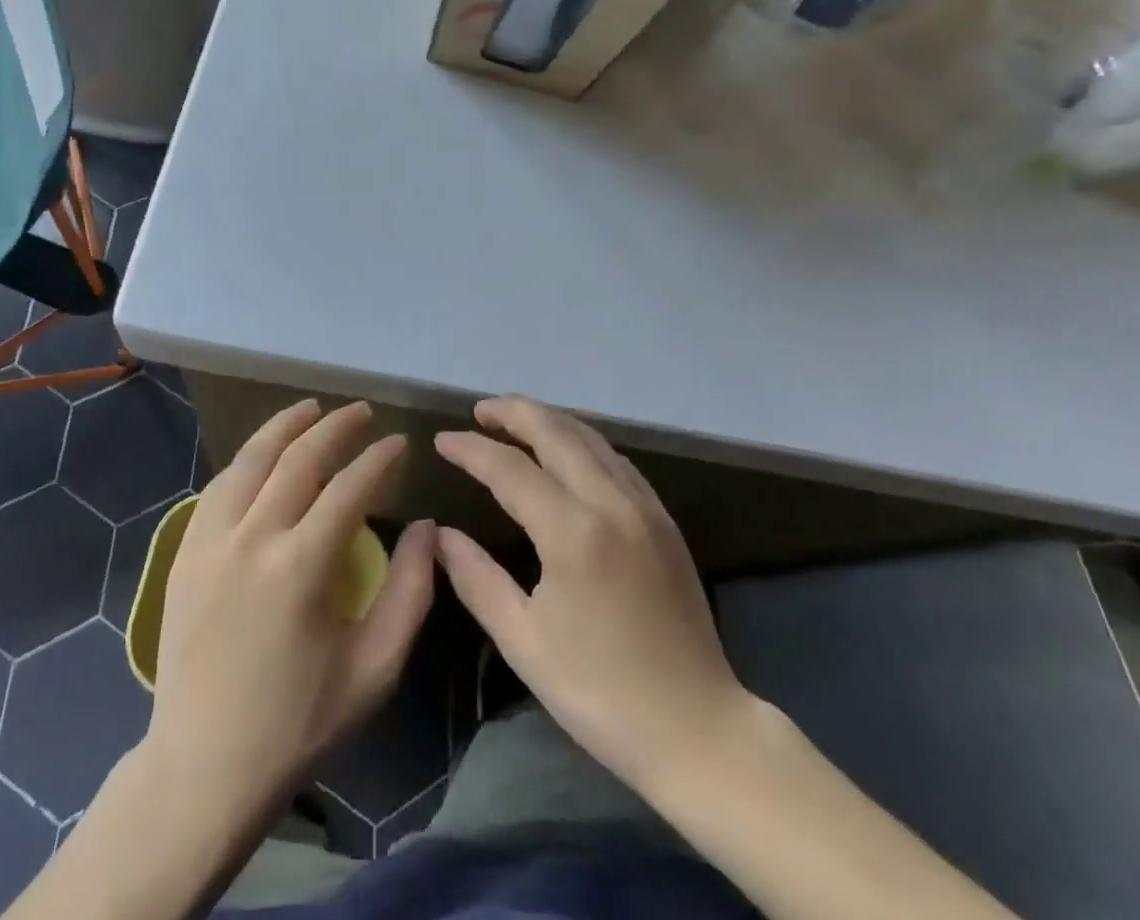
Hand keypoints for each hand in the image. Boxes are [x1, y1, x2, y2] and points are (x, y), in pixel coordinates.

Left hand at [143, 399, 435, 820]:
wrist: (203, 769)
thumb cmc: (298, 723)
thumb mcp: (375, 669)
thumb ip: (410, 591)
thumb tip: (425, 527)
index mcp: (300, 567)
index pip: (349, 488)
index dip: (379, 459)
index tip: (400, 442)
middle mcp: (252, 539)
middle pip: (299, 459)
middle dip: (336, 427)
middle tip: (363, 412)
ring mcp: (210, 542)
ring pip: (250, 460)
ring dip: (285, 426)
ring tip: (312, 408)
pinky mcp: (184, 553)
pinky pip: (219, 486)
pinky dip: (247, 459)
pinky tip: (264, 454)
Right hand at [434, 396, 749, 791]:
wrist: (698, 729)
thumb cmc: (601, 692)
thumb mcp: (524, 642)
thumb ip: (477, 578)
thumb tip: (441, 534)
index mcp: (573, 532)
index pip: (510, 468)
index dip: (472, 449)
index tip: (441, 440)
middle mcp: (611, 502)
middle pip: (556, 431)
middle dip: (514, 412)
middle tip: (480, 410)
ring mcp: (644, 506)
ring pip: (590, 437)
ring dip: (549, 420)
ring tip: (515, 420)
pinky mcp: (664, 519)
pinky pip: (615, 458)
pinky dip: (582, 441)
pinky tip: (567, 451)